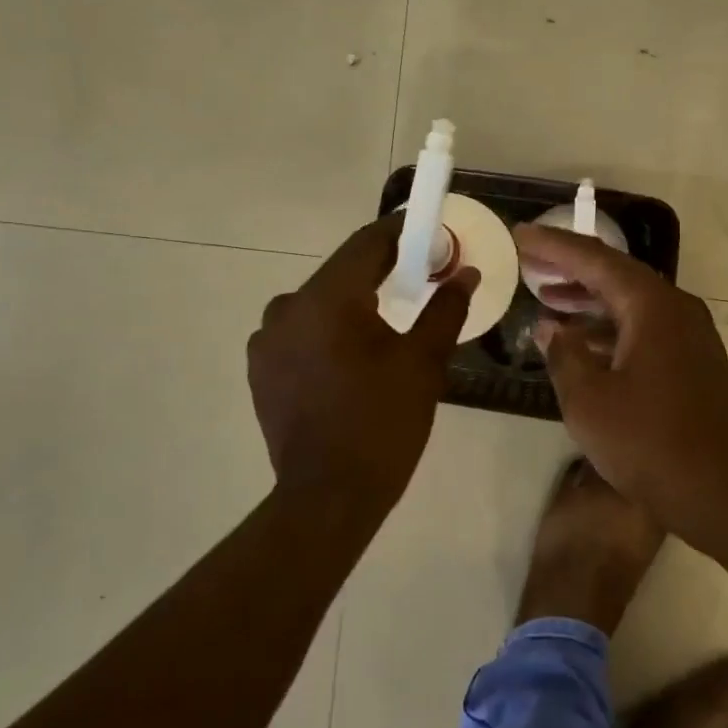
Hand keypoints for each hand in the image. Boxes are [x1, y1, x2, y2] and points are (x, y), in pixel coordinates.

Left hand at [248, 215, 476, 519]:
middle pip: (342, 272)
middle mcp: (287, 307)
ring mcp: (267, 340)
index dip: (402, 231)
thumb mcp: (423, 362)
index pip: (368, 243)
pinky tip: (351, 356)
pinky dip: (328, 330)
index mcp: (327, 299)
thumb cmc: (383, 423)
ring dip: (352, 302)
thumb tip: (466, 274)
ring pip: (319, 302)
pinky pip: (301, 331)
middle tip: (420, 277)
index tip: (430, 233)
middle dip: (381, 270)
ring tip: (385, 324)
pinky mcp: (261, 368)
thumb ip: (445, 308)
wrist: (329, 496)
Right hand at [515, 224, 727, 535]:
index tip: (520, 234)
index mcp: (652, 306)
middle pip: (615, 275)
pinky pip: (642, 329)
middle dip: (570, 267)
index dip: (553, 246)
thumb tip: (549, 328)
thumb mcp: (589, 400)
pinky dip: (608, 328)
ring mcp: (688, 337)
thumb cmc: (650, 443)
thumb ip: (564, 355)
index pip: (595, 260)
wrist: (725, 494)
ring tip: (546, 297)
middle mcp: (675, 309)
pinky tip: (581, 342)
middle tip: (529, 261)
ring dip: (588, 299)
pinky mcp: (692, 363)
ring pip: (629, 304)